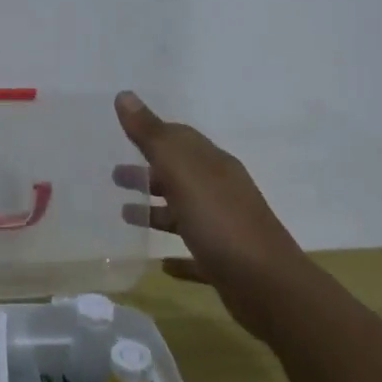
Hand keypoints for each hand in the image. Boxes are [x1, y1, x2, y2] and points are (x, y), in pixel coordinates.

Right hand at [113, 91, 305, 340]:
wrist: (268, 286)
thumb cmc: (220, 222)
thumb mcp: (182, 172)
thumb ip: (152, 137)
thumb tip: (125, 95)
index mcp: (213, 166)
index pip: (181, 139)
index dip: (152, 134)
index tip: (121, 136)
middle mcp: (221, 191)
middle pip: (180, 175)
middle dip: (147, 172)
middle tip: (113, 177)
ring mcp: (225, 228)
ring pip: (185, 212)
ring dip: (156, 210)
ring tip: (124, 214)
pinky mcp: (225, 264)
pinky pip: (196, 254)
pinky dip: (178, 256)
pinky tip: (162, 264)